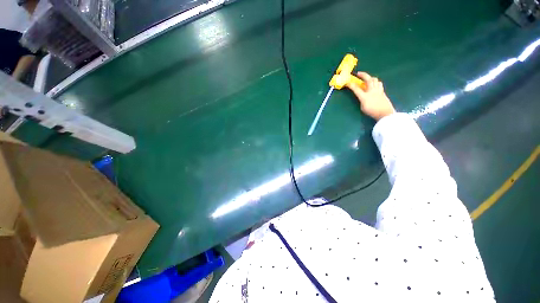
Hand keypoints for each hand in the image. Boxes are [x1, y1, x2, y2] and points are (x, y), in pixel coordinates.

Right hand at [346, 72, 394, 120]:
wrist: (385, 113)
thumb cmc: (372, 112)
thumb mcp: (363, 107)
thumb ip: (361, 100)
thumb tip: (362, 95)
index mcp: (364, 96)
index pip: (356, 89)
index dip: (351, 85)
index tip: (347, 83)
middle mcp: (371, 91)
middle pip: (368, 79)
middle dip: (363, 75)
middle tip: (359, 73)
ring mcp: (378, 90)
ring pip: (375, 80)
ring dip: (370, 78)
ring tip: (368, 79)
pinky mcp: (382, 92)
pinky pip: (379, 84)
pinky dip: (376, 82)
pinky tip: (374, 85)